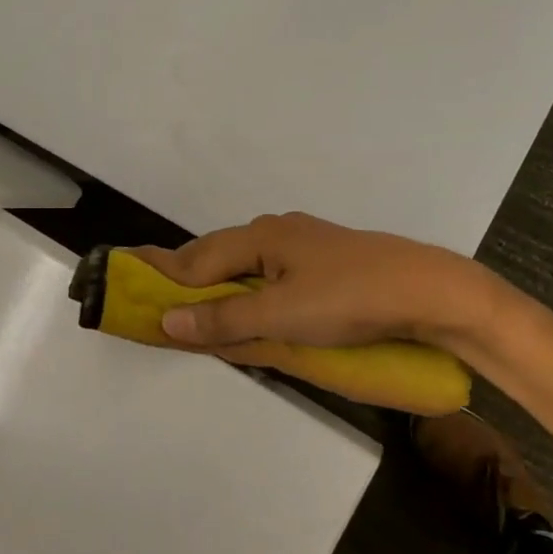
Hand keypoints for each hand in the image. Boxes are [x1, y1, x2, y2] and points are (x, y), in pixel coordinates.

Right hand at [130, 212, 497, 359]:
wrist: (428, 292)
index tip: (124, 277)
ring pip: (246, 264)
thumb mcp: (282, 316)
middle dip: (186, 278)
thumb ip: (225, 320)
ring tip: (195, 306)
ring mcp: (306, 245)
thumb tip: (167, 321)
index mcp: (262, 236)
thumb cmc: (349, 300)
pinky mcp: (328, 263)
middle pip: (219, 256)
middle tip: (155, 299)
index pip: (197, 259)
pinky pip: (272, 273)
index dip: (160, 273)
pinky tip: (251, 303)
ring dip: (218, 285)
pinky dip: (249, 289)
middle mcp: (279, 232)